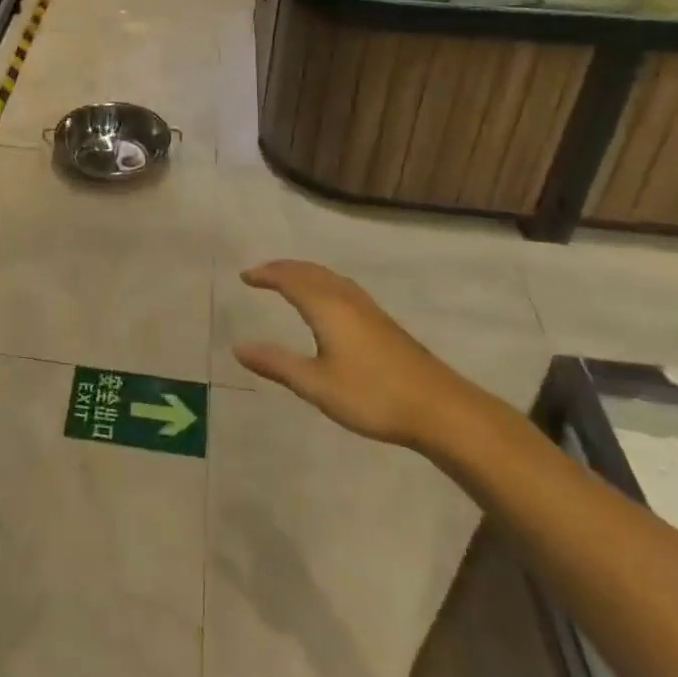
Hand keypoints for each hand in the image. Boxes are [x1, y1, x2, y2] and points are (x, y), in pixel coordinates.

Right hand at [232, 260, 477, 448]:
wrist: (439, 408)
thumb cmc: (372, 395)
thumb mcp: (316, 384)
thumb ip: (277, 364)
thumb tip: (238, 347)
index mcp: (326, 307)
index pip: (289, 279)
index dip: (266, 275)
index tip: (245, 276)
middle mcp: (346, 298)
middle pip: (310, 271)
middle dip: (283, 268)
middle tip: (261, 273)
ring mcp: (368, 309)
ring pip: (329, 277)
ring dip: (304, 272)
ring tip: (288, 279)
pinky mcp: (383, 322)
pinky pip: (342, 287)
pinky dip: (323, 282)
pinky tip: (328, 300)